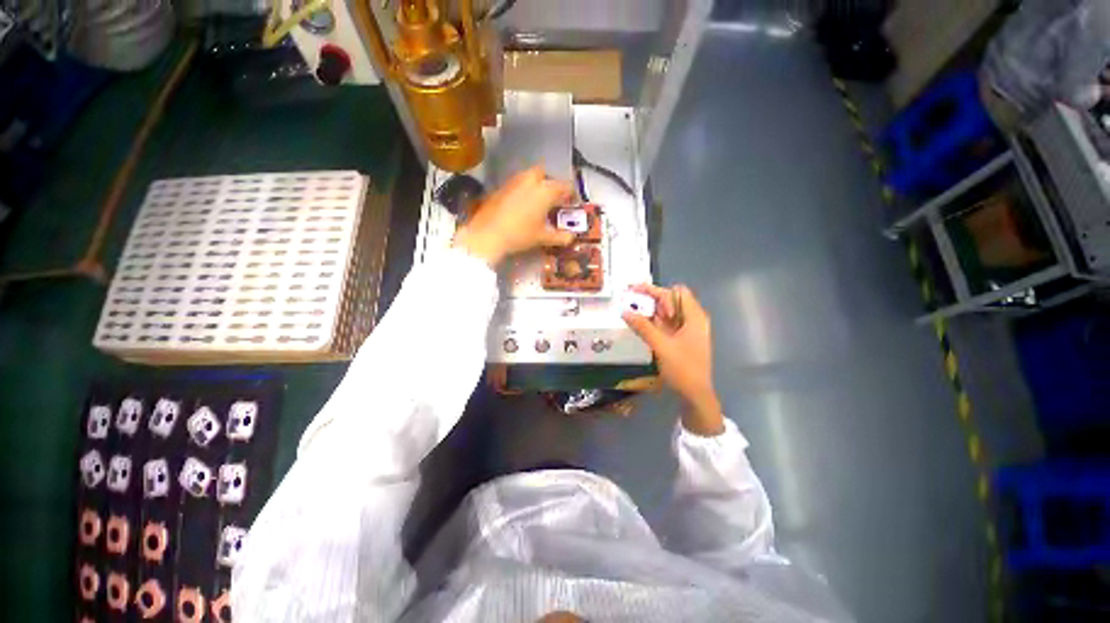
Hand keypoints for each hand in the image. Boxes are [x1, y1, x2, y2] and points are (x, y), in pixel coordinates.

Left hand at [453, 166, 575, 265]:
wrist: (487, 234)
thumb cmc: (520, 235)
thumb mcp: (542, 238)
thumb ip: (560, 236)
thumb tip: (571, 237)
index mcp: (545, 191)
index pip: (564, 186)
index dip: (570, 194)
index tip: (571, 202)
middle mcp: (530, 181)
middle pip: (545, 174)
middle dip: (550, 183)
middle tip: (552, 199)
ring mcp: (513, 182)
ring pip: (529, 177)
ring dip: (535, 185)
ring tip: (537, 202)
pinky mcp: (500, 188)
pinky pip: (516, 184)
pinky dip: (522, 190)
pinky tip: (520, 206)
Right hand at [623, 284, 723, 435]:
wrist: (695, 395)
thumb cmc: (683, 368)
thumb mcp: (661, 346)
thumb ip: (643, 327)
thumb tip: (625, 311)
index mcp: (694, 317)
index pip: (677, 293)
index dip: (659, 293)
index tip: (641, 299)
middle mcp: (692, 319)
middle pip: (671, 300)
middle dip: (651, 297)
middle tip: (630, 298)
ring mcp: (687, 330)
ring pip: (667, 312)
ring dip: (650, 309)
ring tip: (631, 309)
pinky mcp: (681, 339)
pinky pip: (666, 323)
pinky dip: (653, 321)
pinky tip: (640, 323)